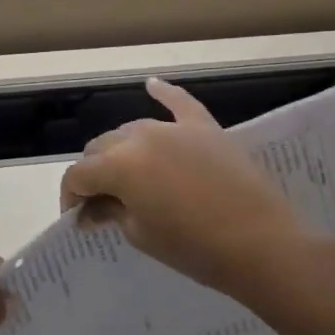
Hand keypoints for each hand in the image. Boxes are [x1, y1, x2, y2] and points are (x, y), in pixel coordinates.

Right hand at [58, 77, 330, 300]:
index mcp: (119, 165)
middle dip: (95, 173)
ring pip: (133, 130)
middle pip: (101, 147)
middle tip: (103, 204)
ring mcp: (174, 128)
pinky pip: (180, 103)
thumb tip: (94, 208)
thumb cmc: (195, 249)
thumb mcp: (142, 235)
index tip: (77, 218)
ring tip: (129, 177)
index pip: (78, 174)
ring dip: (122, 150)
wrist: (263, 244)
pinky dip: (164, 93)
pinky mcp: (206, 128)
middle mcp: (140, 137)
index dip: (71, 197)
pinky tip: (152, 85)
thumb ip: (112, 212)